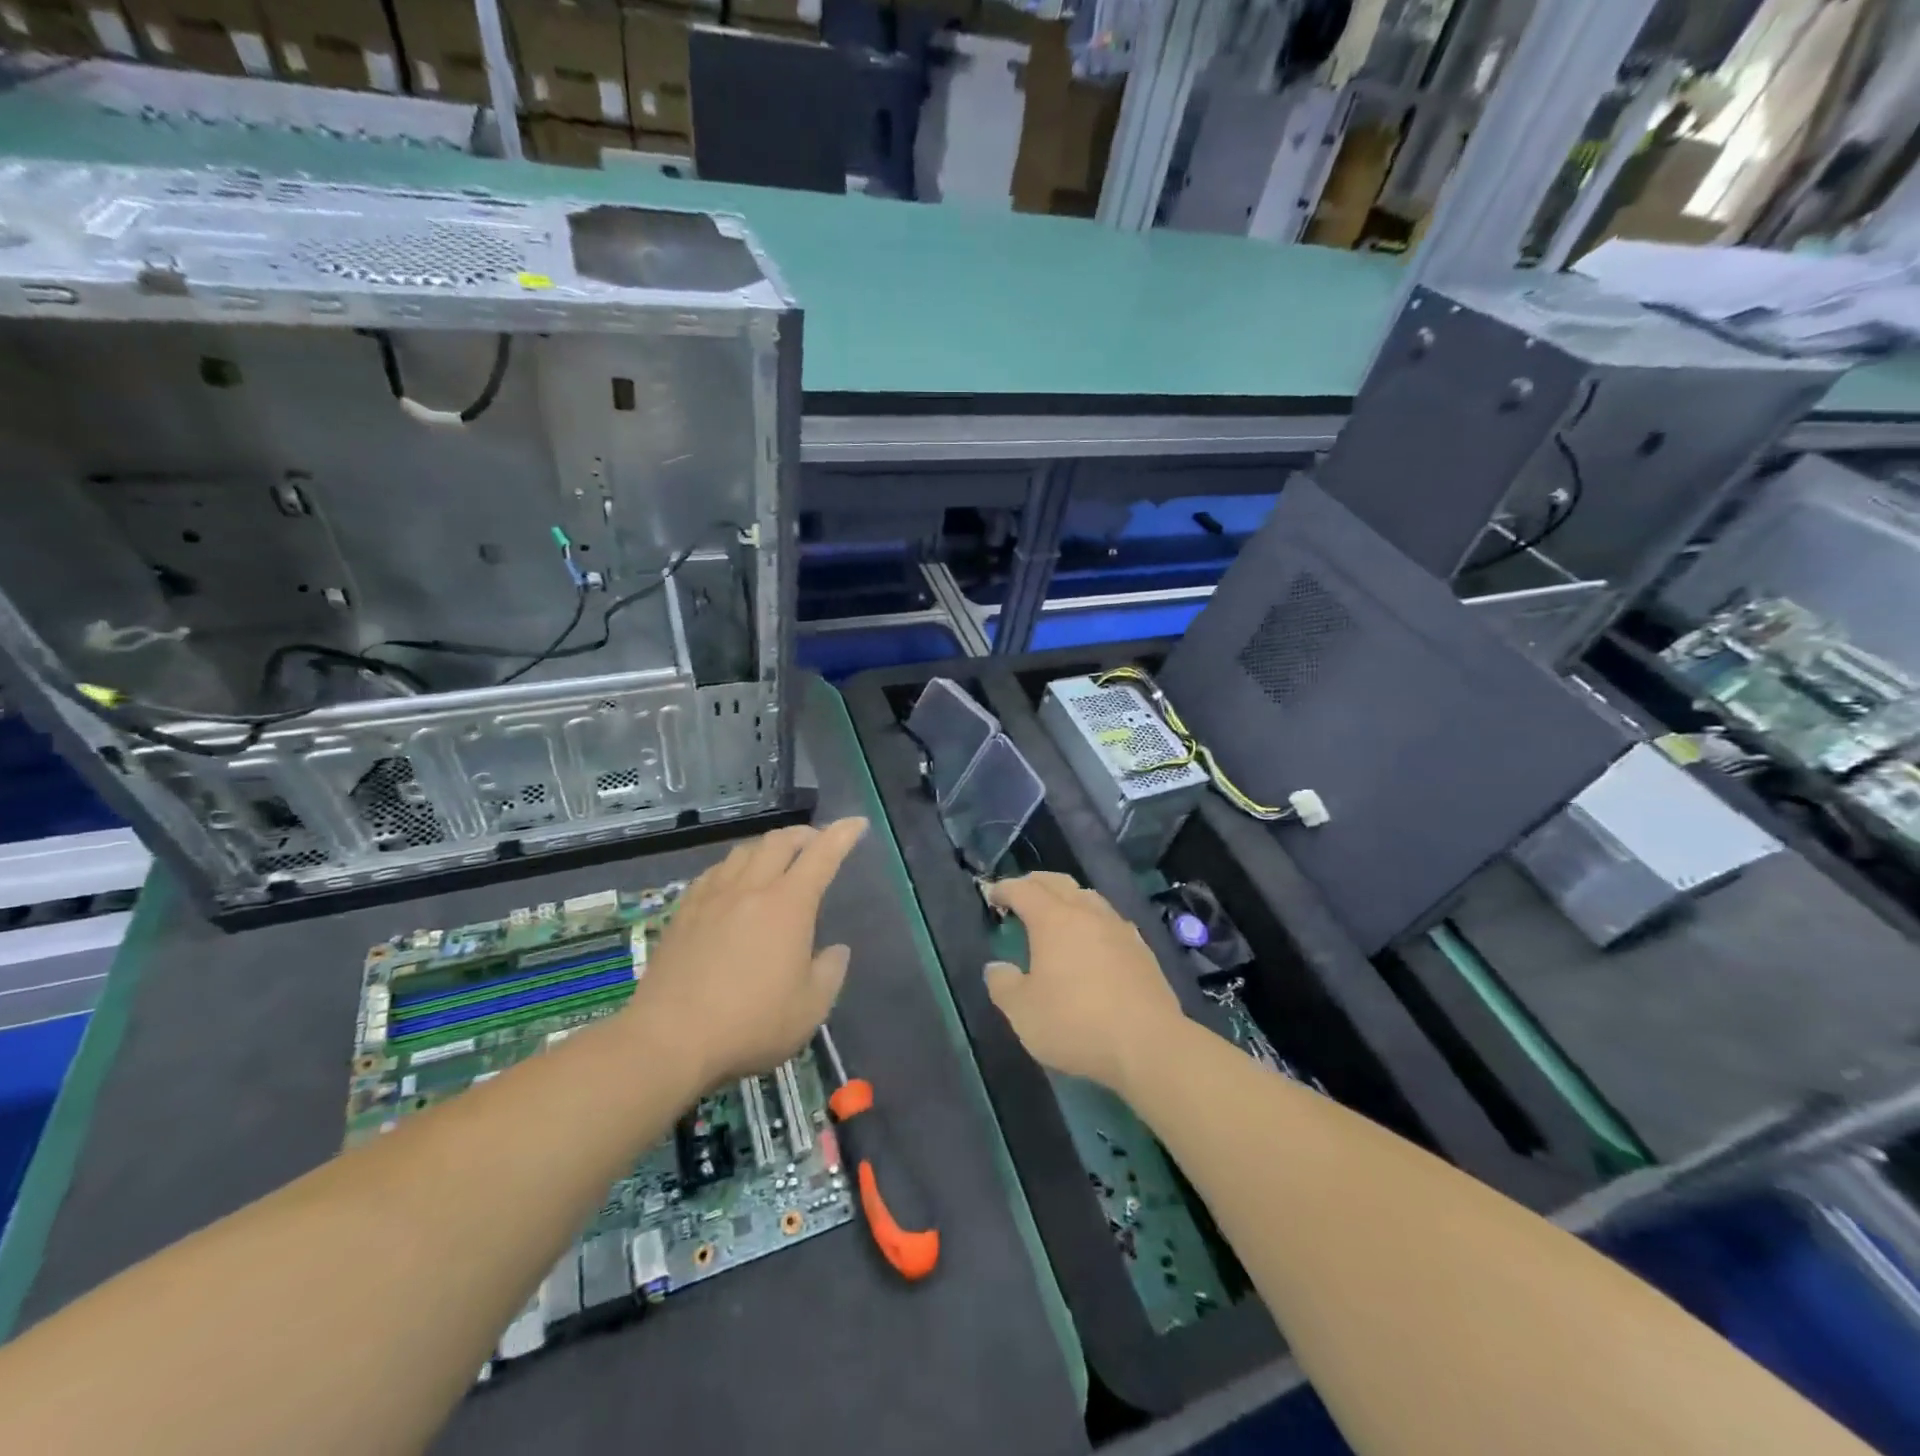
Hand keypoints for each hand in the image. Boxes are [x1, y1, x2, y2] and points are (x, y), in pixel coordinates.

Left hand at [630, 819, 866, 1085]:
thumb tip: (836, 950)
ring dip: (769, 846)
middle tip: (818, 843)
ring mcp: (712, 897)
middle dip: (805, 834)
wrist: (669, 1039)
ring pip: (744, 851)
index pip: (823, 854)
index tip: (857, 822)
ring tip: (777, 860)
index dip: (843, 834)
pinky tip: (733, 883)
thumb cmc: (750, 1024)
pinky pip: (715, 872)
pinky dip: (735, 866)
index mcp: (789, 904)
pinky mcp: (684, 912)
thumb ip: (830, 972)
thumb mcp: (810, 1008)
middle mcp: (751, 888)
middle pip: (780, 841)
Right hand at [984, 873, 1182, 1094]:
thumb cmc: (1075, 1022)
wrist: (1148, 1044)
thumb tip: (997, 967)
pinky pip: (1109, 920)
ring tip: (1056, 915)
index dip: (1004, 888)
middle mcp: (1087, 913)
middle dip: (1035, 883)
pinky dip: (1092, 920)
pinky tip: (1092, 941)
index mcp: (1053, 919)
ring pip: (1088, 897)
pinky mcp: (1141, 948)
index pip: (1023, 889)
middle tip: (1020, 896)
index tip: (992, 895)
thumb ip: (1003, 984)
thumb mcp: (1023, 1012)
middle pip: (1058, 883)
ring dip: (1067, 898)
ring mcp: (1118, 928)